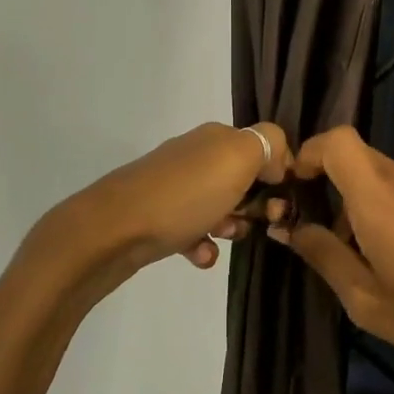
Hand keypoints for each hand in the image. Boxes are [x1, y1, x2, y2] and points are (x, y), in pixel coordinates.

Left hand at [39, 121, 290, 278]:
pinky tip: (200, 256)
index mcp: (216, 136)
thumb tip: (276, 157)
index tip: (282, 198)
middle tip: (259, 222)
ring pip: (219, 206)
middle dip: (256, 203)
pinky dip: (201, 244)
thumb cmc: (184, 195)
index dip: (278, 171)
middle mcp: (195, 155)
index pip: (261, 145)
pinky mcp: (156, 217)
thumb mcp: (237, 158)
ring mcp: (173, 187)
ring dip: (231, 225)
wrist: (111, 231)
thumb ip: (268, 144)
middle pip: (242, 178)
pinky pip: (192, 230)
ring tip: (225, 238)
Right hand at [270, 126, 393, 393]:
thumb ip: (323, 255)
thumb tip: (289, 228)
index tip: (300, 184)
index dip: (311, 152)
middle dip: (337, 185)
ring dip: (372, 201)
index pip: (338, 141)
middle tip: (336, 234)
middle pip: (361, 158)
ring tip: (382, 254)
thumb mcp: (366, 302)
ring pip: (390, 177)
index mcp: (382, 201)